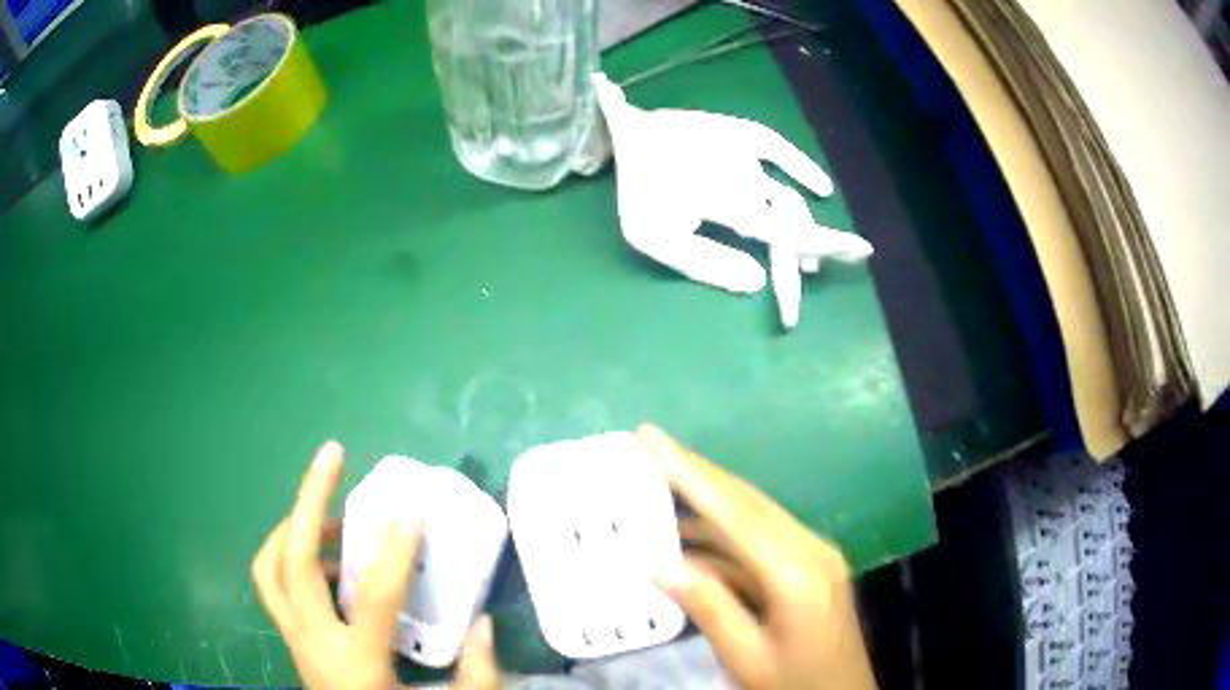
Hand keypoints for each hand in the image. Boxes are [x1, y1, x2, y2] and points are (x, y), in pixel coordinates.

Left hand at [252, 441, 499, 688]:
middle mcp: (312, 642)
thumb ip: (475, 676)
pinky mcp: (291, 637)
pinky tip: (328, 562)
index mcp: (356, 663)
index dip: (394, 550)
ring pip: (269, 566)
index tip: (412, 509)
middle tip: (332, 456)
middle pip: (291, 561)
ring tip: (329, 516)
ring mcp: (294, 638)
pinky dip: (290, 554)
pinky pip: (273, 581)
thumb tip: (484, 625)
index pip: (373, 597)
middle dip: (308, 500)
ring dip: (293, 526)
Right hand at [637, 425, 876, 689]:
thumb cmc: (796, 684)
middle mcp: (811, 549)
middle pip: (747, 501)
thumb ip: (709, 608)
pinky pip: (760, 540)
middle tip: (650, 444)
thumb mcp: (747, 658)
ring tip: (658, 487)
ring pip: (753, 516)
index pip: (735, 512)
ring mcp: (814, 555)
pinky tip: (689, 538)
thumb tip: (659, 564)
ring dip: (707, 502)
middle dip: (697, 471)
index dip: (690, 472)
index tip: (651, 438)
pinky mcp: (810, 567)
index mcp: (798, 572)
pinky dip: (723, 535)